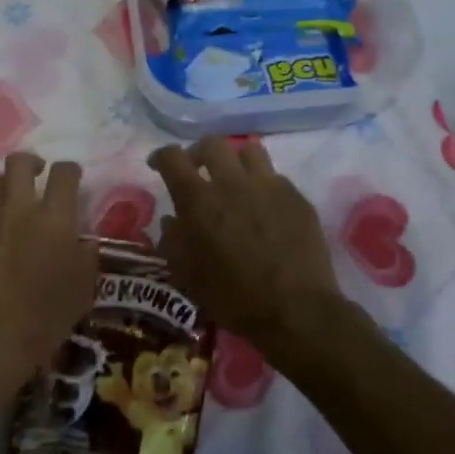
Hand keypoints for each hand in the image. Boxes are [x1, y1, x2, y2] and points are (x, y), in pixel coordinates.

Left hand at [0, 152, 98, 385]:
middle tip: (37, 178)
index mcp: (55, 218)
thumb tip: (83, 242)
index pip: (65, 173)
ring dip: (3, 187)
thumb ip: (87, 258)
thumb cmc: (45, 319)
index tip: (72, 180)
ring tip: (9, 204)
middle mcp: (19, 209)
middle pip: (20, 162)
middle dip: (31, 164)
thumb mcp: (83, 291)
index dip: (70, 171)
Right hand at [148, 138, 344, 350]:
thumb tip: (171, 220)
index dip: (162, 156)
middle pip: (212, 144)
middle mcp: (232, 183)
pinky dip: (262, 184)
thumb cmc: (233, 297)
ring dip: (235, 161)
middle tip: (197, 170)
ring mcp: (269, 186)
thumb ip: (173, 241)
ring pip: (249, 150)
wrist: (295, 309)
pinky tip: (263, 206)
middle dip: (198, 153)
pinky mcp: (296, 197)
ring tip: (234, 180)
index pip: (173, 158)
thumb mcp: (187, 276)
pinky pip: (275, 177)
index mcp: (199, 201)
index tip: (158, 165)